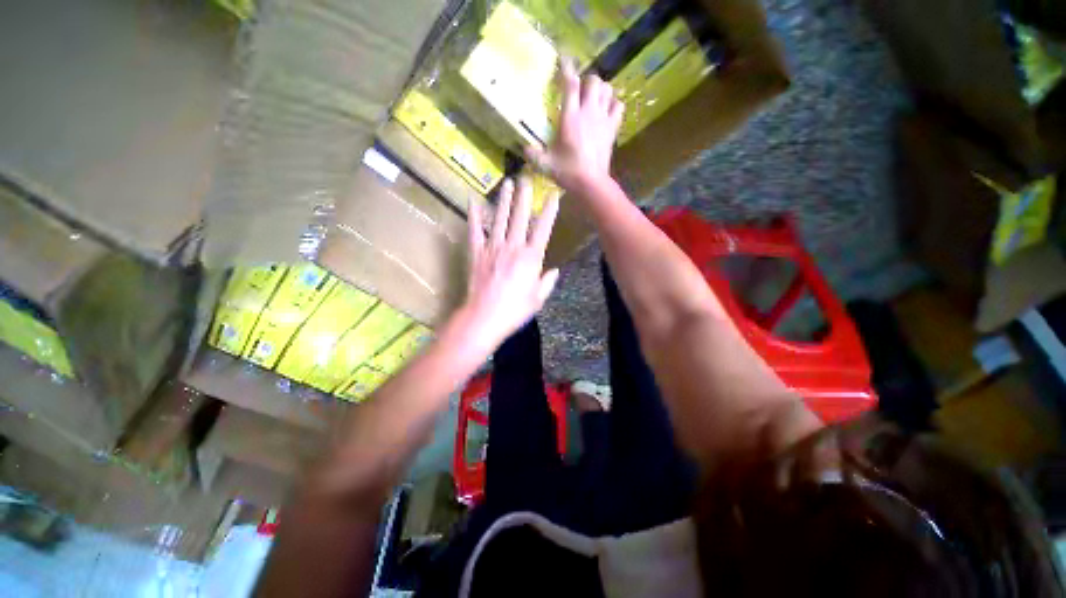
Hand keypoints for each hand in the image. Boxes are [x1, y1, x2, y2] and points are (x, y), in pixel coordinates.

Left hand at [459, 177, 559, 353]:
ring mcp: (493, 247)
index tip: (553, 196)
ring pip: (500, 218)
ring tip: (508, 183)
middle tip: (527, 178)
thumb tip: (554, 271)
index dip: (549, 211)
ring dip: (505, 199)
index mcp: (531, 258)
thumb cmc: (514, 310)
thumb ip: (547, 282)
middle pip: (521, 217)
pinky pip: (475, 229)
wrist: (484, 317)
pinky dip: (474, 214)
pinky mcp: (476, 252)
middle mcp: (513, 247)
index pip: (543, 229)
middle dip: (525, 197)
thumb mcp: (537, 299)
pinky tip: (473, 199)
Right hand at [526, 59, 623, 195]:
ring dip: (600, 89)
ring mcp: (603, 119)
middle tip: (579, 90)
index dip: (566, 68)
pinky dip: (614, 103)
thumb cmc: (568, 172)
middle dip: (586, 80)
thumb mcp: (545, 165)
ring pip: (608, 89)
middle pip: (593, 81)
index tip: (563, 59)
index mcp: (570, 117)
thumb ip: (532, 155)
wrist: (591, 184)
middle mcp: (588, 112)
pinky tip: (607, 110)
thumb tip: (523, 148)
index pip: (570, 83)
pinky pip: (618, 106)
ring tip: (593, 98)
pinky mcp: (612, 129)